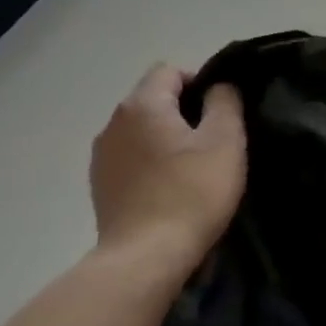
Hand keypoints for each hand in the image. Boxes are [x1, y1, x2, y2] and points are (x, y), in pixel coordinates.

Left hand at [90, 64, 246, 264]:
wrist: (146, 256)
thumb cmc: (193, 192)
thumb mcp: (225, 141)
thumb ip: (225, 102)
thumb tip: (219, 86)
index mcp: (142, 105)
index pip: (170, 70)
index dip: (201, 82)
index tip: (223, 112)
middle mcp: (113, 122)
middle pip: (153, 99)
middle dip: (184, 111)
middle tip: (216, 141)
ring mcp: (102, 155)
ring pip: (141, 130)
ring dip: (166, 138)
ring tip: (194, 167)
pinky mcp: (100, 185)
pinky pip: (131, 158)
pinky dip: (151, 163)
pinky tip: (170, 188)